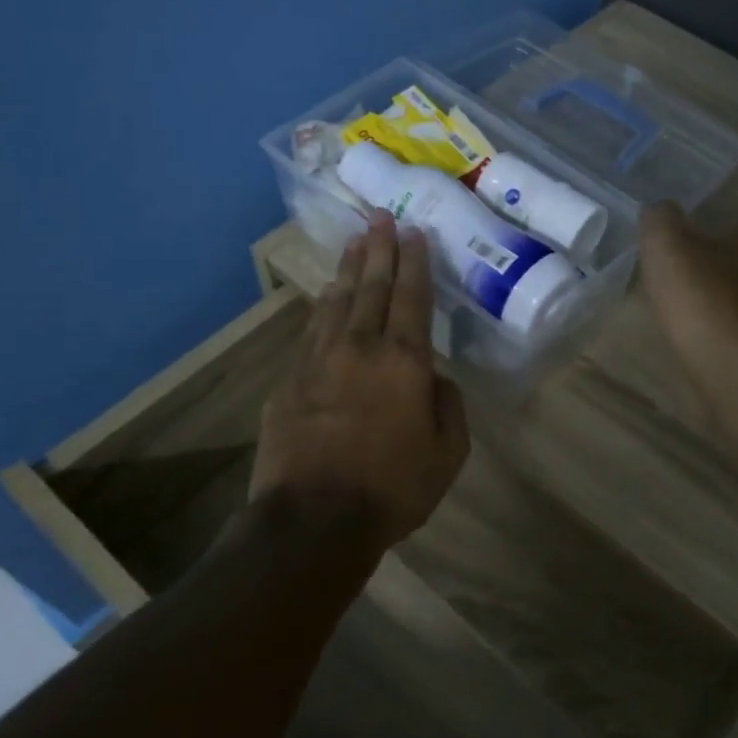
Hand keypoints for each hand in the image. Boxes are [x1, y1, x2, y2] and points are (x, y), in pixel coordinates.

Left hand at [250, 212, 469, 551]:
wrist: (312, 520)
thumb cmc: (392, 488)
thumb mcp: (448, 453)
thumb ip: (448, 405)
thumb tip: (435, 377)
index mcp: (404, 361)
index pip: (412, 297)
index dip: (415, 261)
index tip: (414, 231)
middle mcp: (360, 347)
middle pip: (372, 287)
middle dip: (379, 249)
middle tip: (381, 217)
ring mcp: (318, 360)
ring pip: (336, 302)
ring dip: (349, 270)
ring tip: (355, 244)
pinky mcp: (289, 381)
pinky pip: (311, 331)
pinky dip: (322, 308)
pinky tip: (325, 297)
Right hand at [639, 202, 737, 388]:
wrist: (732, 368)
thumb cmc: (701, 297)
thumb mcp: (666, 245)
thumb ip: (660, 219)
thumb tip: (659, 209)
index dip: (716, 220)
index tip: (689, 228)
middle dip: (715, 259)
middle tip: (680, 265)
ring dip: (716, 294)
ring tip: (681, 300)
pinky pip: (734, 325)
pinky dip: (717, 325)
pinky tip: (693, 331)